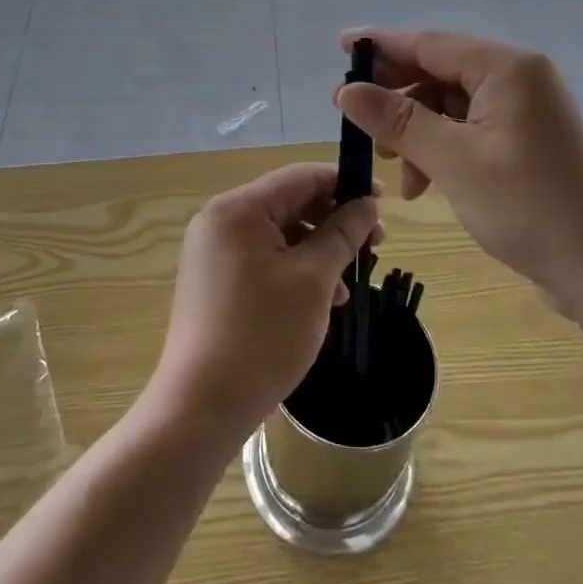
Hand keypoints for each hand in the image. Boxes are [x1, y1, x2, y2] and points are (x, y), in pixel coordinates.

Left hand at [148, 164, 378, 440]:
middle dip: (333, 221)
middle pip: (288, 203)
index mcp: (238, 209)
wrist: (202, 406)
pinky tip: (321, 297)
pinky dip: (294, 268)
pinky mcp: (213, 280)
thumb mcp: (313, 280)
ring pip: (278, 233)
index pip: (300, 177)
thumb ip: (342, 234)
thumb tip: (366, 205)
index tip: (381, 202)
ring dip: (317, 248)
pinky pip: (262, 258)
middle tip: (375, 244)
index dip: (343, 184)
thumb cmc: (262, 336)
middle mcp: (219, 220)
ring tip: (351, 279)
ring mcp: (212, 251)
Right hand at [333, 29, 582, 316]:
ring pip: (453, 104)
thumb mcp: (452, 161)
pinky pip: (472, 128)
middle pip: (441, 70)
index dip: (382, 44)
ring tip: (392, 165)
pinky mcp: (529, 140)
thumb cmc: (528, 207)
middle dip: (397, 95)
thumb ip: (397, 120)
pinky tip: (424, 183)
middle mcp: (520, 78)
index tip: (341, 45)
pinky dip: (442, 148)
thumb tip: (346, 90)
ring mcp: (528, 110)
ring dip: (417, 130)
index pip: (431, 42)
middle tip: (355, 116)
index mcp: (507, 68)